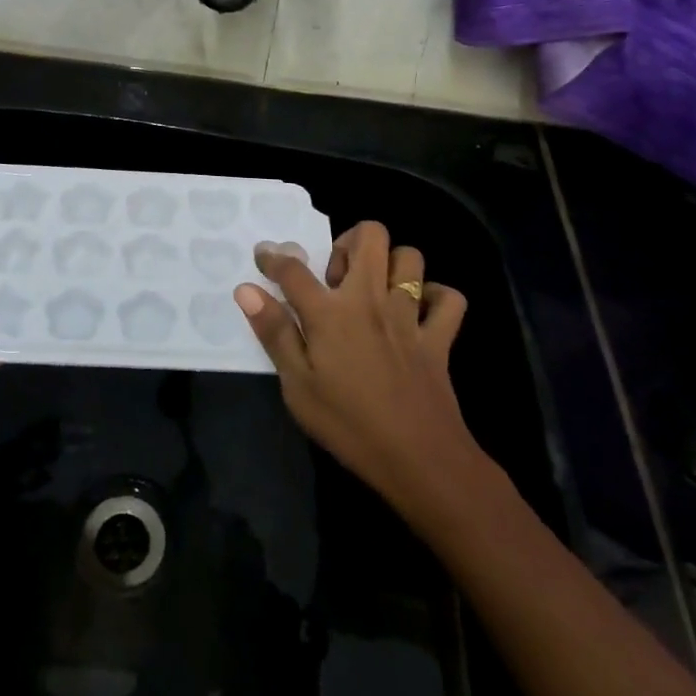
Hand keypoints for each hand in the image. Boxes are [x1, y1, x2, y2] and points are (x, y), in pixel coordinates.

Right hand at [236, 221, 475, 505]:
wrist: (419, 459)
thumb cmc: (348, 425)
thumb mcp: (298, 386)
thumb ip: (274, 332)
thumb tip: (246, 289)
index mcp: (331, 313)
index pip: (294, 270)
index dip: (274, 256)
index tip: (264, 254)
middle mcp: (371, 300)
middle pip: (370, 236)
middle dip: (349, 240)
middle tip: (336, 275)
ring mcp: (410, 315)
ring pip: (410, 257)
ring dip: (391, 264)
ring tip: (374, 289)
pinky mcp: (439, 336)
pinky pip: (448, 298)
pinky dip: (435, 297)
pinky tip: (418, 312)